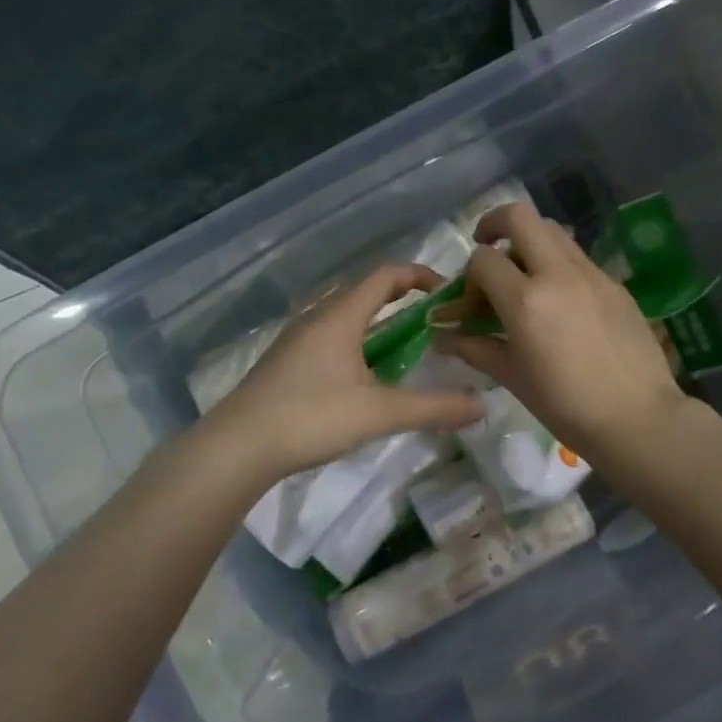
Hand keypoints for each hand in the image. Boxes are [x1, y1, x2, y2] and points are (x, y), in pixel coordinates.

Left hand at [202, 264, 482, 485]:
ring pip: (346, 318)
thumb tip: (483, 403)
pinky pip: (330, 338)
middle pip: (366, 293)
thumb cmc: (311, 416)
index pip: (386, 275)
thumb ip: (434, 407)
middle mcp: (317, 317)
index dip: (420, 276)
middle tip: (434, 324)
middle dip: (402, 302)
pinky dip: (357, 345)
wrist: (238, 446)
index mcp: (340, 315)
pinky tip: (364, 379)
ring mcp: (297, 339)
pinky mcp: (286, 362)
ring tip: (406, 352)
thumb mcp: (380, 413)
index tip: (447, 293)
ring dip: (378, 326)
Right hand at [437, 200, 685, 461]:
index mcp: (526, 300)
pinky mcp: (615, 283)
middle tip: (489, 248)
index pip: (483, 259)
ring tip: (525, 276)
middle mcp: (557, 273)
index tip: (473, 303)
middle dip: (495, 224)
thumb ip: (474, 347)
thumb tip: (442, 336)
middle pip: (519, 216)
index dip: (469, 277)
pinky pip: (578, 257)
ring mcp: (591, 274)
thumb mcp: (512, 377)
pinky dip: (559, 265)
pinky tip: (561, 302)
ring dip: (530, 242)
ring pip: (553, 231)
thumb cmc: (566, 405)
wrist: (638, 418)